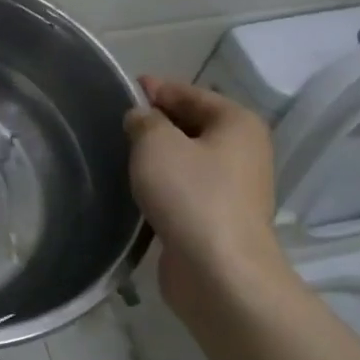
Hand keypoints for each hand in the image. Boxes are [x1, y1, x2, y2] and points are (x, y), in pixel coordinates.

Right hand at [124, 76, 289, 313]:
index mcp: (237, 123)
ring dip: (158, 158)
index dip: (157, 88)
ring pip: (188, 161)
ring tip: (119, 155)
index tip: (125, 87)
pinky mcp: (218, 220)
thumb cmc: (191, 195)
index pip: (191, 93)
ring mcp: (233, 189)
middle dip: (156, 123)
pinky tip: (136, 190)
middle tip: (116, 123)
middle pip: (192, 126)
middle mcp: (243, 151)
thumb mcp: (157, 144)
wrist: (218, 271)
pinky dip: (163, 186)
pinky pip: (186, 190)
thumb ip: (144, 122)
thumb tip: (141, 118)